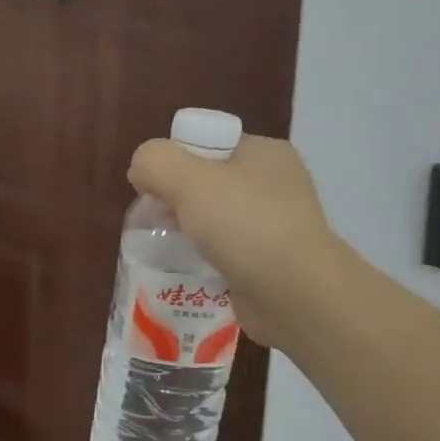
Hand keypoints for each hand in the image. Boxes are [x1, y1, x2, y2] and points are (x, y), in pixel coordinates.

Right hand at [128, 134, 339, 356]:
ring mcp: (274, 225)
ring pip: (212, 220)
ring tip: (163, 250)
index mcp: (264, 153)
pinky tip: (186, 270)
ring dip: (186, 233)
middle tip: (154, 222)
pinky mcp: (269, 262)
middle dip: (174, 201)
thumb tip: (141, 170)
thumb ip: (155, 162)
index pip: (206, 144)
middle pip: (205, 183)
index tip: (154, 189)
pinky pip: (223, 252)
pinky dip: (203, 260)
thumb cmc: (246, 226)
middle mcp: (273, 184)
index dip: (173, 162)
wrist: (298, 296)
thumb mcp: (189, 180)